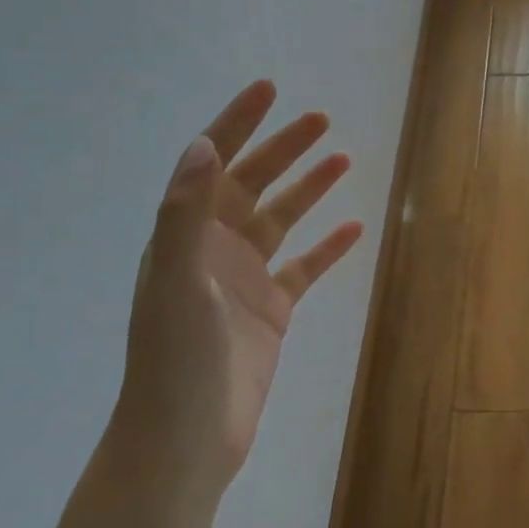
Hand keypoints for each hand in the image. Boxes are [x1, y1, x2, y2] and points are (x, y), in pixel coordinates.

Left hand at [58, 81, 362, 527]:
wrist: (186, 438)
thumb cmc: (175, 358)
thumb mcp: (176, 279)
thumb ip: (186, 213)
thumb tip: (205, 145)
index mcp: (185, 236)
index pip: (213, 164)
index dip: (238, 123)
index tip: (269, 89)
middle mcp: (214, 249)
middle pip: (253, 184)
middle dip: (284, 148)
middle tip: (321, 119)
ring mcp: (245, 280)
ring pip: (283, 221)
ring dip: (309, 189)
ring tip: (342, 159)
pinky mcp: (272, 311)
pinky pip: (305, 268)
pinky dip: (328, 247)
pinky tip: (353, 229)